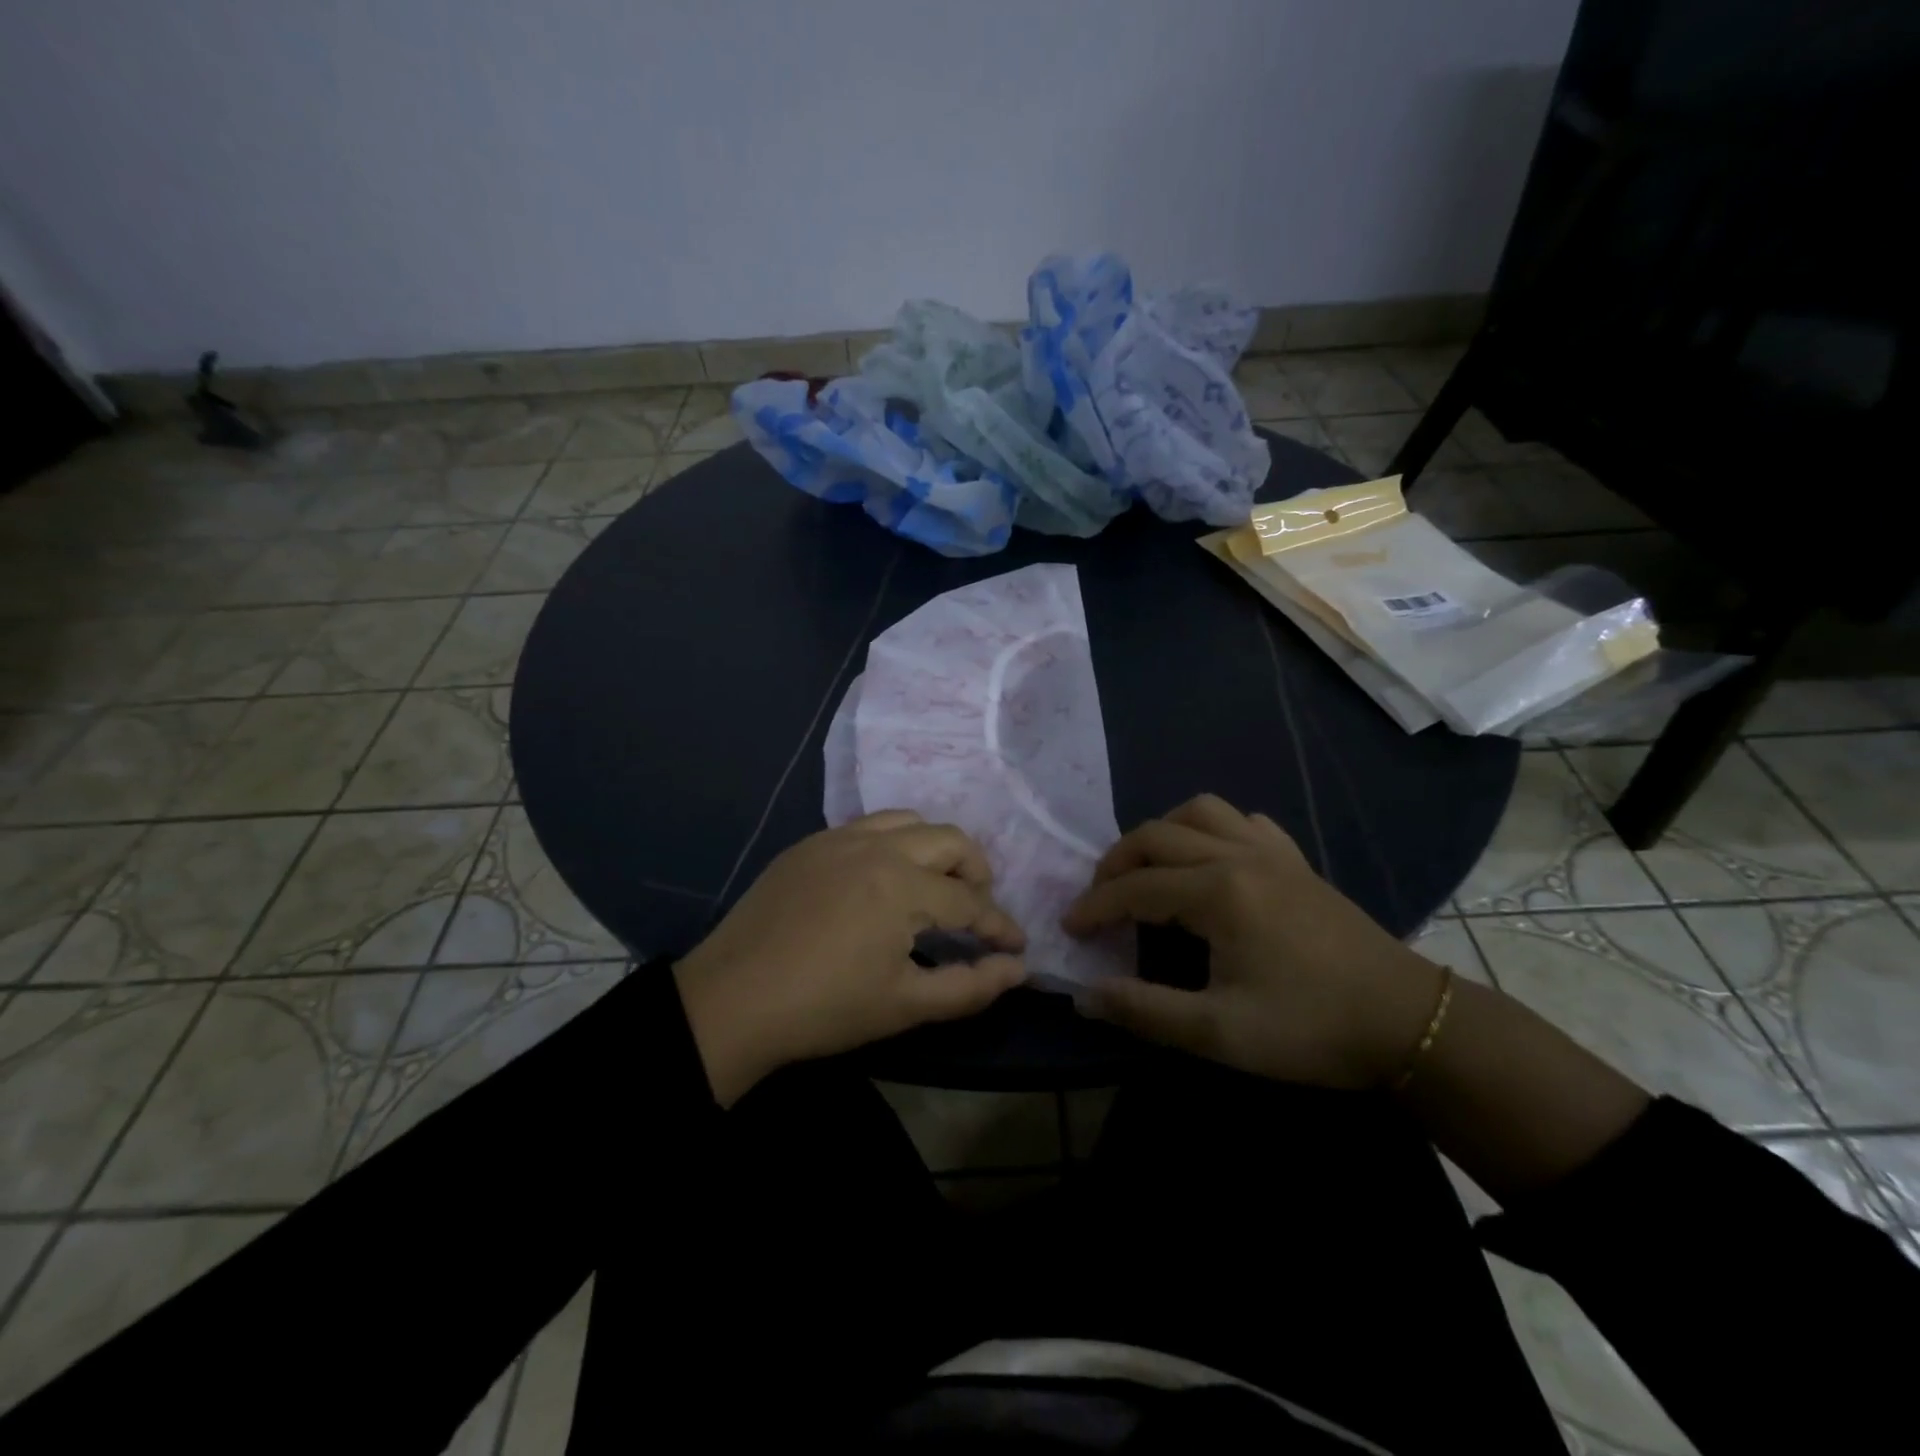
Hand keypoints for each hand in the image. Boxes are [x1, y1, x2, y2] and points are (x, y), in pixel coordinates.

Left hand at [673, 811, 1026, 1104]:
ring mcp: (839, 838)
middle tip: (979, 909)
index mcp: (902, 885)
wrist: (730, 1001)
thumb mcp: (905, 1006)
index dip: (999, 926)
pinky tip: (884, 878)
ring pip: (909, 821)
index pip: (970, 901)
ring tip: (936, 885)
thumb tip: (1018, 968)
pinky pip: (868, 826)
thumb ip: (970, 987)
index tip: (1017, 946)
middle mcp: (877, 846)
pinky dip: (894, 843)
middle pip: (950, 840)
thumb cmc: (825, 1008)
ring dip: (936, 848)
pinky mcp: (810, 844)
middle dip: (977, 872)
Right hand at [1063, 794, 1442, 1089]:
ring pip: (1199, 811)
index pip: (1135, 887)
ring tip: (1149, 870)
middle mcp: (1238, 856)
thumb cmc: (1310, 1029)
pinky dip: (1211, 830)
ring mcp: (1272, 851)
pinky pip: (1242, 821)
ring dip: (1162, 833)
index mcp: (1218, 893)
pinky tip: (1211, 861)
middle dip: (1116, 864)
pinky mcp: (1296, 860)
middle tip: (1100, 900)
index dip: (1095, 906)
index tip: (1071, 928)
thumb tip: (1083, 996)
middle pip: (1156, 836)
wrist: (1407, 1023)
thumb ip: (1144, 1011)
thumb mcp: (1219, 1032)